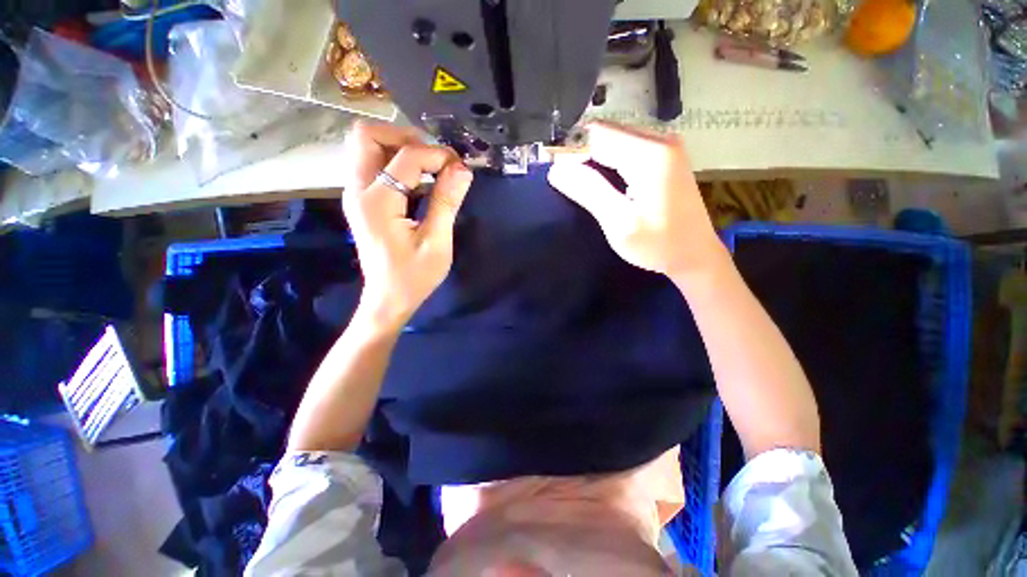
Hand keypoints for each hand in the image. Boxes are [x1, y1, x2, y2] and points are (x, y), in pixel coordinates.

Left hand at [342, 121, 473, 328]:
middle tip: (433, 158)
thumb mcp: (436, 242)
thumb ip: (446, 202)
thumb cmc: (414, 276)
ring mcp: (356, 195)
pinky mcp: (362, 201)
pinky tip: (419, 182)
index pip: (406, 156)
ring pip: (367, 147)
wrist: (389, 299)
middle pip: (367, 136)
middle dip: (404, 137)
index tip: (460, 168)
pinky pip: (373, 165)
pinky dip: (396, 163)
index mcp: (377, 201)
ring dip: (399, 148)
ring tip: (429, 168)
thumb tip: (462, 169)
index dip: (437, 155)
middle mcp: (358, 190)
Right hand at [547, 122, 723, 279]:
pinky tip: (606, 185)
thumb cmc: (658, 244)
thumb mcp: (619, 223)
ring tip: (587, 188)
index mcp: (649, 154)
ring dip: (593, 160)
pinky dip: (608, 162)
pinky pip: (626, 148)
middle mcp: (660, 139)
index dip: (571, 152)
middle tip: (571, 187)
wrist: (695, 254)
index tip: (559, 178)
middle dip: (581, 155)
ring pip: (613, 140)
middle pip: (605, 133)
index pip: (596, 135)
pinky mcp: (665, 155)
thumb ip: (589, 191)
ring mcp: (665, 145)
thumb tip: (556, 169)